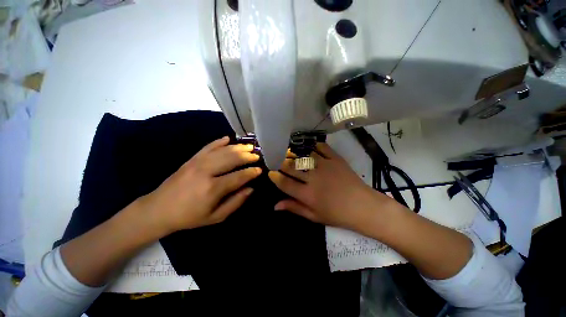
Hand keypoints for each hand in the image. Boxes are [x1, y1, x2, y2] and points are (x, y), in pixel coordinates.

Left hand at [137, 136, 261, 235]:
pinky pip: (208, 146)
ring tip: (249, 146)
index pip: (239, 176)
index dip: (251, 172)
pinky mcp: (191, 159)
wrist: (158, 209)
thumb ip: (235, 202)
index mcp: (213, 188)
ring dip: (238, 147)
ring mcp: (197, 162)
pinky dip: (219, 141)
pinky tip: (228, 138)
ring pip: (223, 150)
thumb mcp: (215, 217)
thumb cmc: (189, 216)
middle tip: (257, 155)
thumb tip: (250, 189)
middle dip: (247, 156)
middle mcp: (206, 171)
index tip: (260, 170)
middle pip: (232, 158)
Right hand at [268, 143, 396, 230]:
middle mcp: (313, 178)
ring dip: (294, 153)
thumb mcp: (314, 216)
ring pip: (303, 156)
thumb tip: (275, 205)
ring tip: (288, 152)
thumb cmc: (337, 215)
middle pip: (291, 167)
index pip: (285, 183)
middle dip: (281, 162)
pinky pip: (322, 148)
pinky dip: (314, 146)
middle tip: (277, 160)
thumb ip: (294, 208)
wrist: (363, 206)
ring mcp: (325, 167)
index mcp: (307, 195)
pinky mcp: (335, 160)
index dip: (275, 177)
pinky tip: (308, 146)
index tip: (270, 172)